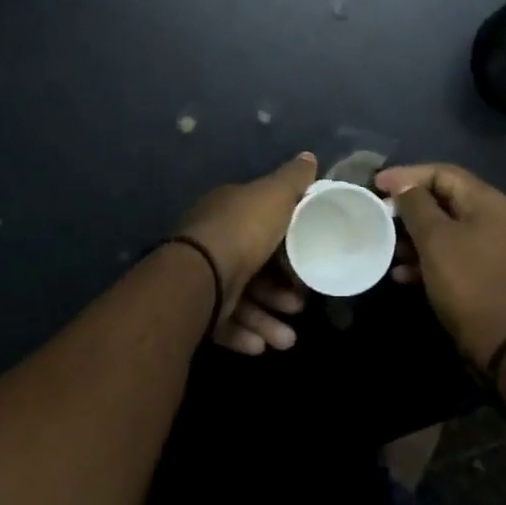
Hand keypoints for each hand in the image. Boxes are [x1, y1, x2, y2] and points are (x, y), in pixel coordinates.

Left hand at [177, 152, 315, 354]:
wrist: (200, 275)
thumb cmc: (243, 231)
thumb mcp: (275, 196)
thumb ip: (293, 179)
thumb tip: (309, 157)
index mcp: (229, 213)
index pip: (261, 225)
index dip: (287, 243)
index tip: (308, 261)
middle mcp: (213, 243)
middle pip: (255, 268)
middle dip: (281, 291)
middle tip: (300, 305)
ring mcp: (202, 278)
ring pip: (242, 301)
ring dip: (267, 320)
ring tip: (286, 339)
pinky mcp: (196, 311)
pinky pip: (224, 324)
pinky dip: (245, 334)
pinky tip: (263, 347)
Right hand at [374, 163, 505, 371]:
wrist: (503, 342)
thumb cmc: (468, 282)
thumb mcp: (436, 239)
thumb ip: (417, 206)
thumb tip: (404, 185)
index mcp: (486, 202)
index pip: (443, 173)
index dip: (407, 175)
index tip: (376, 184)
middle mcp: (491, 219)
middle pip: (443, 200)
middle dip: (408, 207)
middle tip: (378, 214)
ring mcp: (488, 248)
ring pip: (444, 230)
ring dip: (413, 236)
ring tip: (387, 246)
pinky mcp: (481, 274)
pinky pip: (449, 255)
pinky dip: (425, 259)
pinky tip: (402, 274)